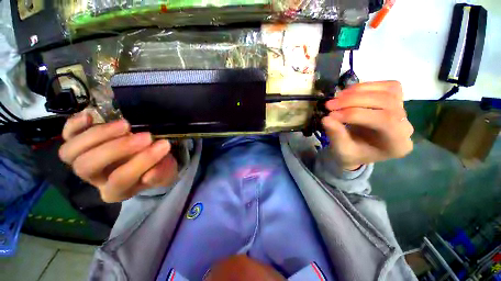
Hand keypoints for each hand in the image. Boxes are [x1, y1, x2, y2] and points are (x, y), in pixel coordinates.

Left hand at [58, 112, 177, 201]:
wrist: (145, 162)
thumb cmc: (156, 168)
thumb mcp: (166, 174)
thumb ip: (162, 174)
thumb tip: (150, 174)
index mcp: (116, 191)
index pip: (120, 179)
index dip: (142, 161)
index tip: (164, 144)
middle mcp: (94, 179)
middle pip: (88, 167)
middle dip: (118, 148)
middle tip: (146, 136)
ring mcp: (83, 161)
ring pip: (71, 152)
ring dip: (98, 135)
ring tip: (126, 125)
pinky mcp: (79, 145)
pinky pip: (67, 135)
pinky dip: (74, 125)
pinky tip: (90, 116)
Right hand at [322, 81, 413, 169]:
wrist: (359, 151)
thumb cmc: (351, 154)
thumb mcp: (341, 150)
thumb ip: (336, 135)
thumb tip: (326, 119)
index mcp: (397, 144)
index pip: (383, 120)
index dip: (355, 114)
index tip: (330, 115)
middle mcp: (405, 126)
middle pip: (387, 102)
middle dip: (354, 100)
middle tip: (329, 105)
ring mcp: (404, 111)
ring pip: (389, 90)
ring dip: (359, 90)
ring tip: (337, 97)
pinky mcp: (396, 101)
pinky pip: (388, 86)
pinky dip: (366, 86)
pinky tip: (349, 93)